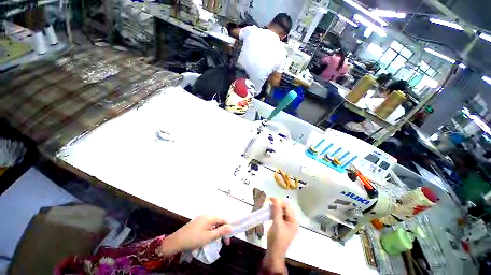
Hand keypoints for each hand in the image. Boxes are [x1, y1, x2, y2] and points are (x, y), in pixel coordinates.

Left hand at [159, 215, 231, 256]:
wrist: (176, 241)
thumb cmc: (194, 239)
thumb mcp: (208, 237)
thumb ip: (221, 231)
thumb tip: (231, 227)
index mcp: (210, 217)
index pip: (223, 219)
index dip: (227, 228)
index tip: (228, 239)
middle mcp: (206, 215)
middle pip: (218, 220)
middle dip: (222, 230)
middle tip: (224, 242)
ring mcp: (201, 218)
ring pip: (213, 222)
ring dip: (217, 230)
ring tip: (217, 240)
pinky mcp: (197, 222)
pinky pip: (208, 224)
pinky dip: (211, 230)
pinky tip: (209, 237)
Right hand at [263, 198, 298, 273]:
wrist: (273, 254)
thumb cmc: (277, 239)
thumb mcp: (277, 223)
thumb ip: (277, 210)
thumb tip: (275, 198)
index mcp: (294, 222)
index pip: (288, 207)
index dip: (280, 201)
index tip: (271, 198)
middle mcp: (292, 223)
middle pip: (286, 209)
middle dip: (278, 204)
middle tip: (269, 202)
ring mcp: (287, 225)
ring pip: (282, 212)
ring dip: (276, 208)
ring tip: (269, 206)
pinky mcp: (282, 227)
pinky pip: (279, 217)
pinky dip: (275, 213)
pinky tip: (270, 212)